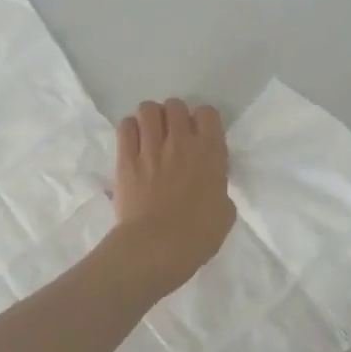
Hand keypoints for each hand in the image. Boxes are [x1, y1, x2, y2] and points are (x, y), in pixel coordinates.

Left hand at [109, 99, 236, 297]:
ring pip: (148, 109)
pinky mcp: (126, 158)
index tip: (200, 136)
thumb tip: (211, 185)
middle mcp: (181, 141)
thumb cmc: (198, 235)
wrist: (157, 246)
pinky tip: (134, 143)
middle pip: (175, 105)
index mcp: (210, 152)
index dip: (203, 121)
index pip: (207, 113)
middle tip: (173, 136)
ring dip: (151, 119)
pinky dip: (130, 129)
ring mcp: (151, 147)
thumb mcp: (225, 212)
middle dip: (174, 116)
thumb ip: (218, 189)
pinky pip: (126, 126)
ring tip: (151, 135)